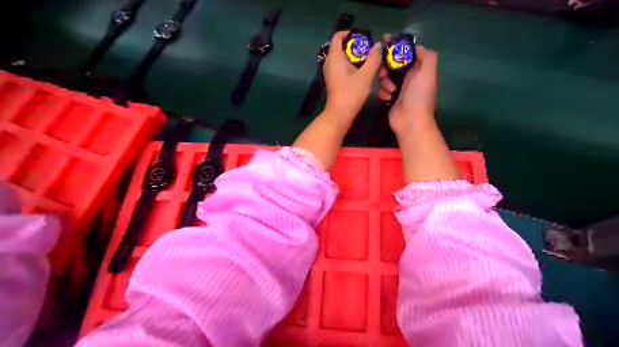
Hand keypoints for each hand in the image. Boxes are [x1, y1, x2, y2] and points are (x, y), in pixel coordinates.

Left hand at [324, 32, 382, 120]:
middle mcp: (334, 64)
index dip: (351, 34)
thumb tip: (377, 45)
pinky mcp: (341, 84)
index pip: (339, 37)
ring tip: (387, 83)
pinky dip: (366, 81)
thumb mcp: (366, 75)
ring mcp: (337, 75)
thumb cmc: (351, 93)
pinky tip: (381, 92)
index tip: (365, 37)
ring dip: (372, 74)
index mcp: (335, 57)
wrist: (340, 116)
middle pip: (352, 53)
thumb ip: (373, 58)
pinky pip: (354, 76)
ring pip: (356, 68)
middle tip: (382, 63)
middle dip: (370, 59)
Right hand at [378, 35, 438, 136]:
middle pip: (392, 64)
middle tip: (382, 71)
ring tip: (390, 90)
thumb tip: (417, 47)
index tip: (385, 39)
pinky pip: (381, 90)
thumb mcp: (428, 72)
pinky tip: (387, 98)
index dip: (397, 45)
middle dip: (386, 66)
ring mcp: (398, 88)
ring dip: (384, 82)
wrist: (410, 121)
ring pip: (385, 77)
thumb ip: (426, 56)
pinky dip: (383, 93)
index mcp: (418, 69)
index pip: (406, 53)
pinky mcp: (389, 98)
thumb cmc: (419, 96)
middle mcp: (408, 77)